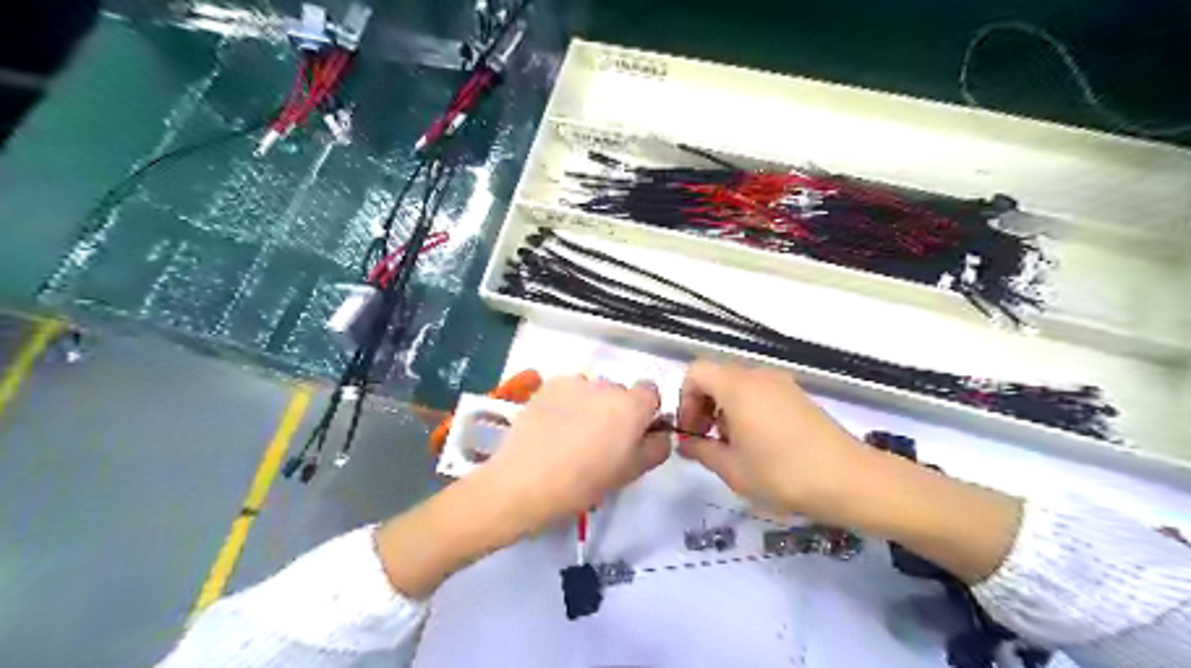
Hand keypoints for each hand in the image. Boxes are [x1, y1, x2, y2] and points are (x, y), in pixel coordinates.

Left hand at [481, 377, 673, 531]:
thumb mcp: (632, 473)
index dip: (645, 412)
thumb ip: (656, 448)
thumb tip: (660, 434)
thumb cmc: (585, 482)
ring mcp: (575, 382)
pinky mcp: (549, 385)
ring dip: (590, 405)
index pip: (651, 392)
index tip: (632, 434)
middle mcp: (607, 385)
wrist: (526, 480)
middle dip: (616, 410)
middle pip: (620, 392)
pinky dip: (566, 403)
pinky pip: (568, 389)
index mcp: (632, 405)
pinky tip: (553, 427)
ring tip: (571, 435)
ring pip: (593, 390)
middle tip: (600, 440)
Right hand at [679, 360, 866, 521]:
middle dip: (703, 405)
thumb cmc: (782, 474)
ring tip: (734, 446)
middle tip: (706, 440)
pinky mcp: (798, 396)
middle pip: (717, 376)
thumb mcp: (733, 469)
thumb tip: (686, 443)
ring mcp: (782, 383)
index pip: (696, 372)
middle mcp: (759, 376)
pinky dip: (747, 409)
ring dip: (725, 409)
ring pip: (739, 385)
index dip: (685, 399)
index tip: (691, 431)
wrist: (849, 480)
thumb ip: (701, 451)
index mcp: (738, 387)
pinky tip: (759, 443)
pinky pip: (760, 392)